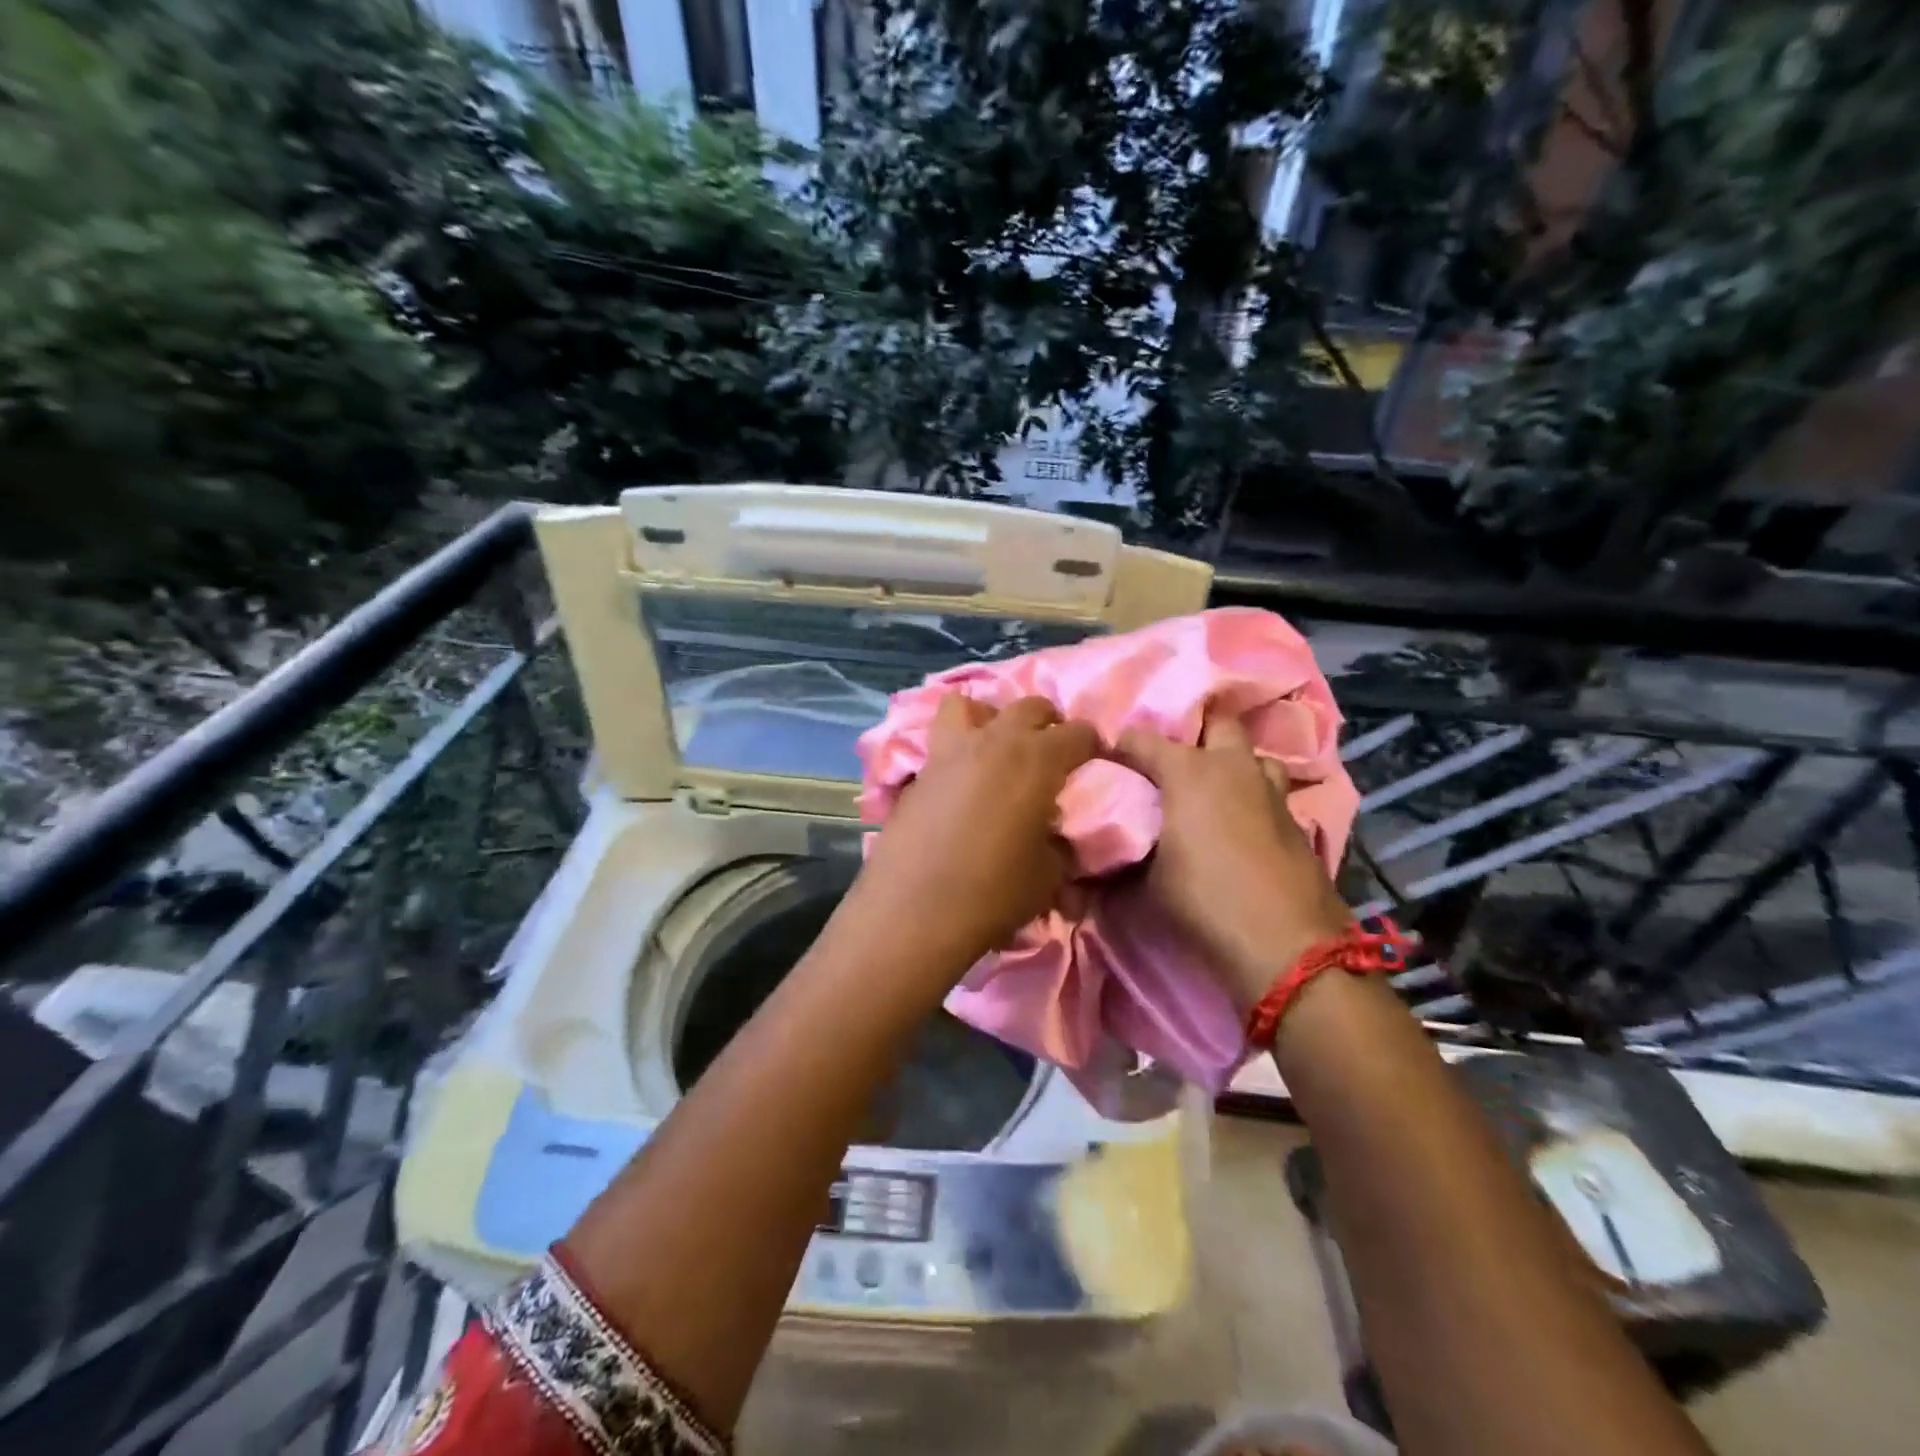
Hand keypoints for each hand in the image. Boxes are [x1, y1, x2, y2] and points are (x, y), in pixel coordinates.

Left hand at [853, 695, 1097, 970]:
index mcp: (1037, 760)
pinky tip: (959, 783)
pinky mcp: (918, 772)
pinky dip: (955, 750)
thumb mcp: (1048, 876)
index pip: (1078, 733)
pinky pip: (940, 742)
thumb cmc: (993, 893)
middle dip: (1047, 723)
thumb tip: (1056, 837)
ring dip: (989, 717)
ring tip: (994, 747)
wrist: (913, 910)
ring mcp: (949, 751)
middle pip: (1029, 706)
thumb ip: (1059, 844)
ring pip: (968, 704)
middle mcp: (994, 741)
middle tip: (1050, 753)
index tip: (1093, 764)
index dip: (1091, 746)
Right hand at [1116, 708, 1351, 1010]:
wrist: (1285, 942)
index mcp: (1188, 772)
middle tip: (1176, 766)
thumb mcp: (1149, 881)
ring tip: (1216, 790)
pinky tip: (1243, 825)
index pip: (1142, 739)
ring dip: (1234, 764)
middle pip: (1218, 724)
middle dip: (1196, 735)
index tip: (1110, 762)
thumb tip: (1107, 854)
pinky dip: (1254, 798)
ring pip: (1254, 755)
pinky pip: (1271, 792)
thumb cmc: (1204, 901)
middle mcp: (1233, 768)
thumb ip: (1129, 853)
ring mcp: (1271, 791)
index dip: (1122, 747)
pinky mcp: (1296, 819)